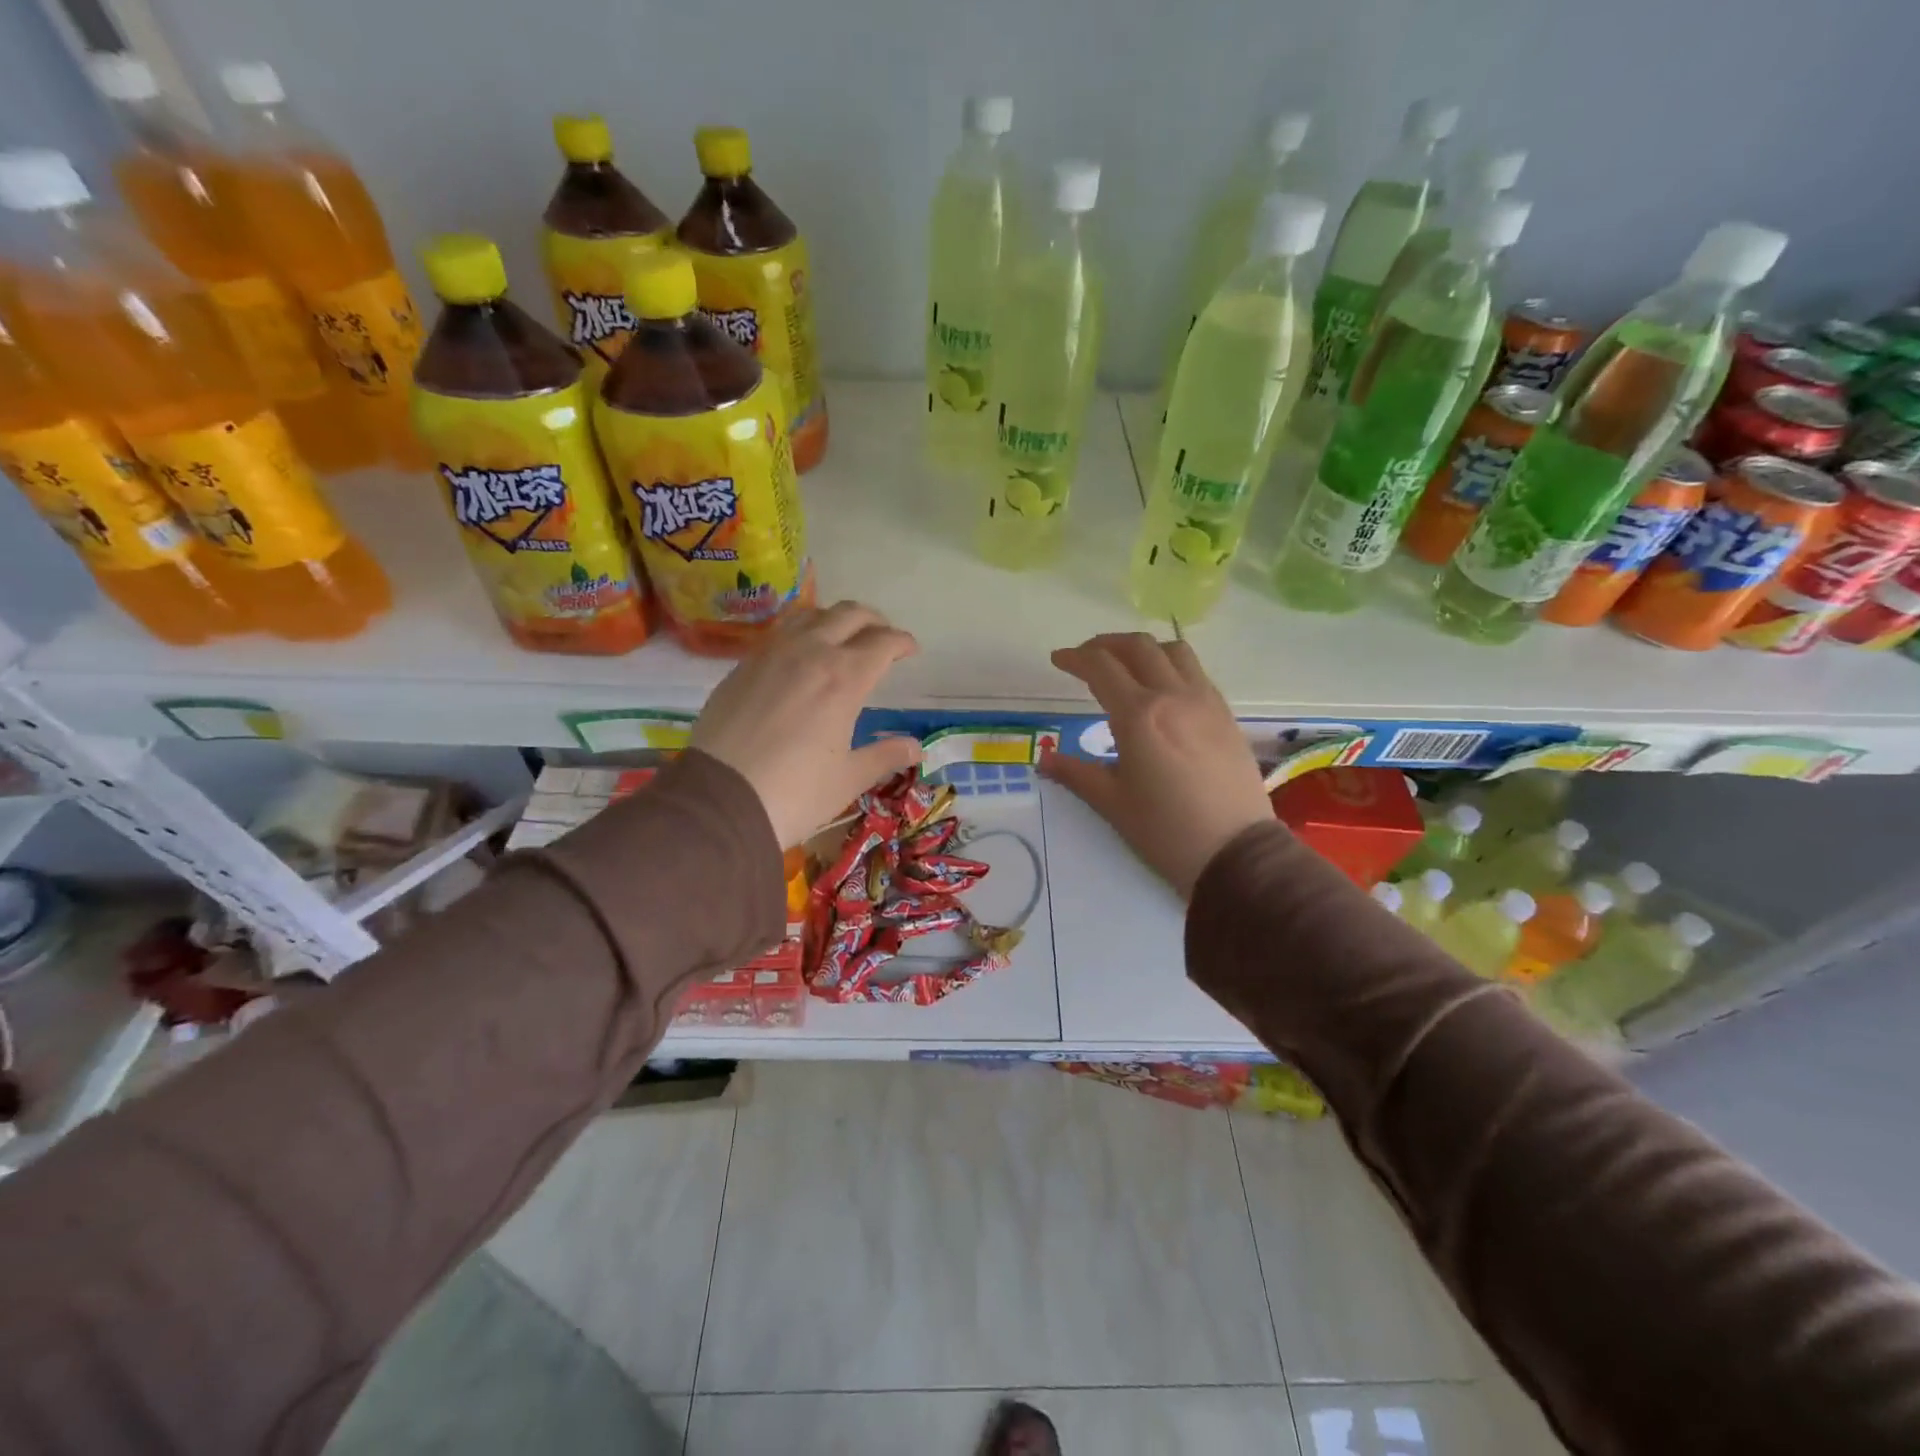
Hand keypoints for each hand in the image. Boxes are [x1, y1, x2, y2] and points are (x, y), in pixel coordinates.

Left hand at [691, 601, 922, 846]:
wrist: (719, 800)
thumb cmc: (795, 792)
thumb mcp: (848, 778)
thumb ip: (884, 756)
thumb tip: (915, 748)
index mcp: (844, 678)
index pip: (883, 642)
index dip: (902, 642)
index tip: (910, 650)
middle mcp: (810, 653)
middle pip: (849, 615)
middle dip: (873, 621)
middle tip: (882, 637)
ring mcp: (771, 654)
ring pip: (810, 615)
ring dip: (834, 619)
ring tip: (841, 637)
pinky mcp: (742, 666)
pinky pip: (779, 634)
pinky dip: (800, 634)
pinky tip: (799, 656)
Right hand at [1041, 633, 1271, 897]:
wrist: (1235, 852)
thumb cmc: (1165, 830)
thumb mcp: (1112, 803)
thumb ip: (1075, 773)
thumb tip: (1045, 760)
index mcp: (1138, 716)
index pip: (1101, 667)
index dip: (1075, 658)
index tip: (1058, 660)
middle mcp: (1173, 696)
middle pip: (1137, 647)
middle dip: (1105, 644)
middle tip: (1087, 658)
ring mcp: (1205, 701)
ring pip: (1173, 650)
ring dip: (1143, 648)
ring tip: (1126, 665)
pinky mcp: (1226, 714)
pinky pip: (1196, 672)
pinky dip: (1171, 665)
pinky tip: (1163, 689)